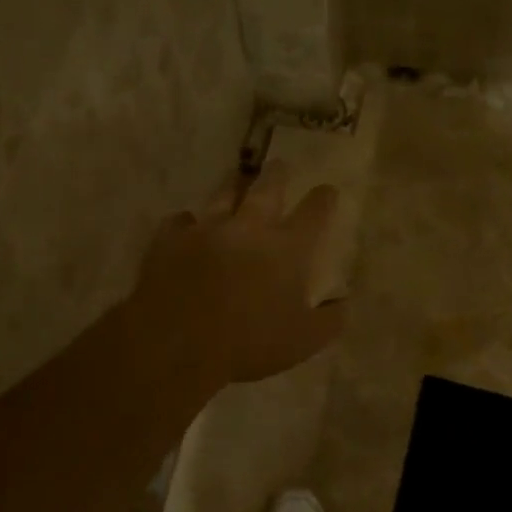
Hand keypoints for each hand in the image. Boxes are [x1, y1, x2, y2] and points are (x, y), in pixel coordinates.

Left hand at [130, 161, 345, 386]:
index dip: (324, 198)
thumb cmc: (249, 345)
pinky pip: (180, 221)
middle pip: (267, 188)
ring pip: (223, 195)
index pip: (314, 212)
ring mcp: (206, 229)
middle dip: (277, 175)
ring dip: (233, 186)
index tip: (327, 190)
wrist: (177, 345)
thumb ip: (330, 319)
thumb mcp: (304, 341)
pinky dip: (187, 222)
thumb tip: (342, 302)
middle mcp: (249, 228)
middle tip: (280, 165)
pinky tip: (187, 226)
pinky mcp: (169, 240)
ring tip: (236, 180)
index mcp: (287, 249)